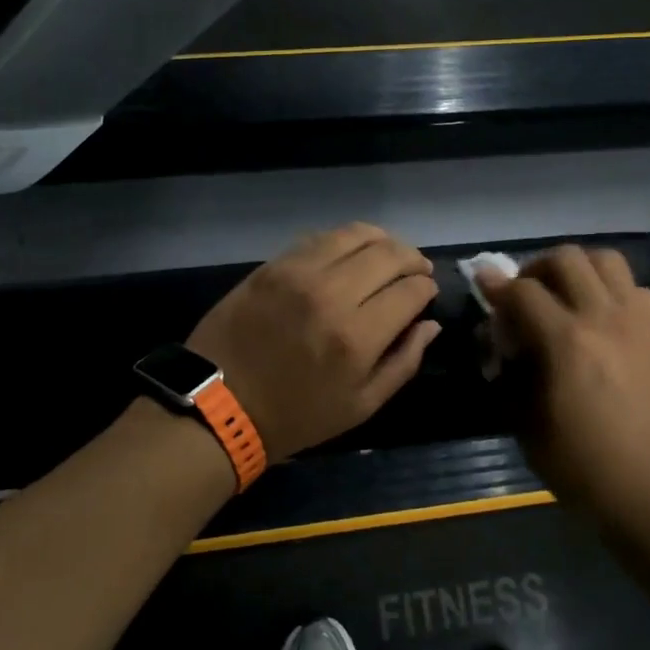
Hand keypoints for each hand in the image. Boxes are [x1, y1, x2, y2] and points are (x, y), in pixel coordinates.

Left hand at [187, 223, 442, 461]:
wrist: (219, 404)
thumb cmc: (296, 415)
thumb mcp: (360, 406)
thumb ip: (403, 362)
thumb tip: (430, 324)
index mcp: (356, 336)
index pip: (410, 291)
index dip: (426, 288)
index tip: (427, 292)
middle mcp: (331, 293)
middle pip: (389, 254)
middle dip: (412, 259)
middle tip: (416, 270)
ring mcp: (298, 272)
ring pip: (355, 234)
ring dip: (382, 240)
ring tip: (388, 254)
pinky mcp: (273, 264)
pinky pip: (320, 238)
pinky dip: (345, 240)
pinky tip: (350, 254)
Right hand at [479, 245, 649, 512]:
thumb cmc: (584, 467)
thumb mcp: (527, 426)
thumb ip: (509, 375)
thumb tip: (500, 344)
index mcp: (566, 342)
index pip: (522, 291)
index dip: (496, 285)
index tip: (483, 283)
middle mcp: (603, 318)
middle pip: (566, 259)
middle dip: (536, 268)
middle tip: (526, 292)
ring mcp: (638, 322)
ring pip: (606, 260)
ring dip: (578, 268)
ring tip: (566, 293)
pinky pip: (635, 289)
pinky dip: (612, 290)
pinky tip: (602, 317)